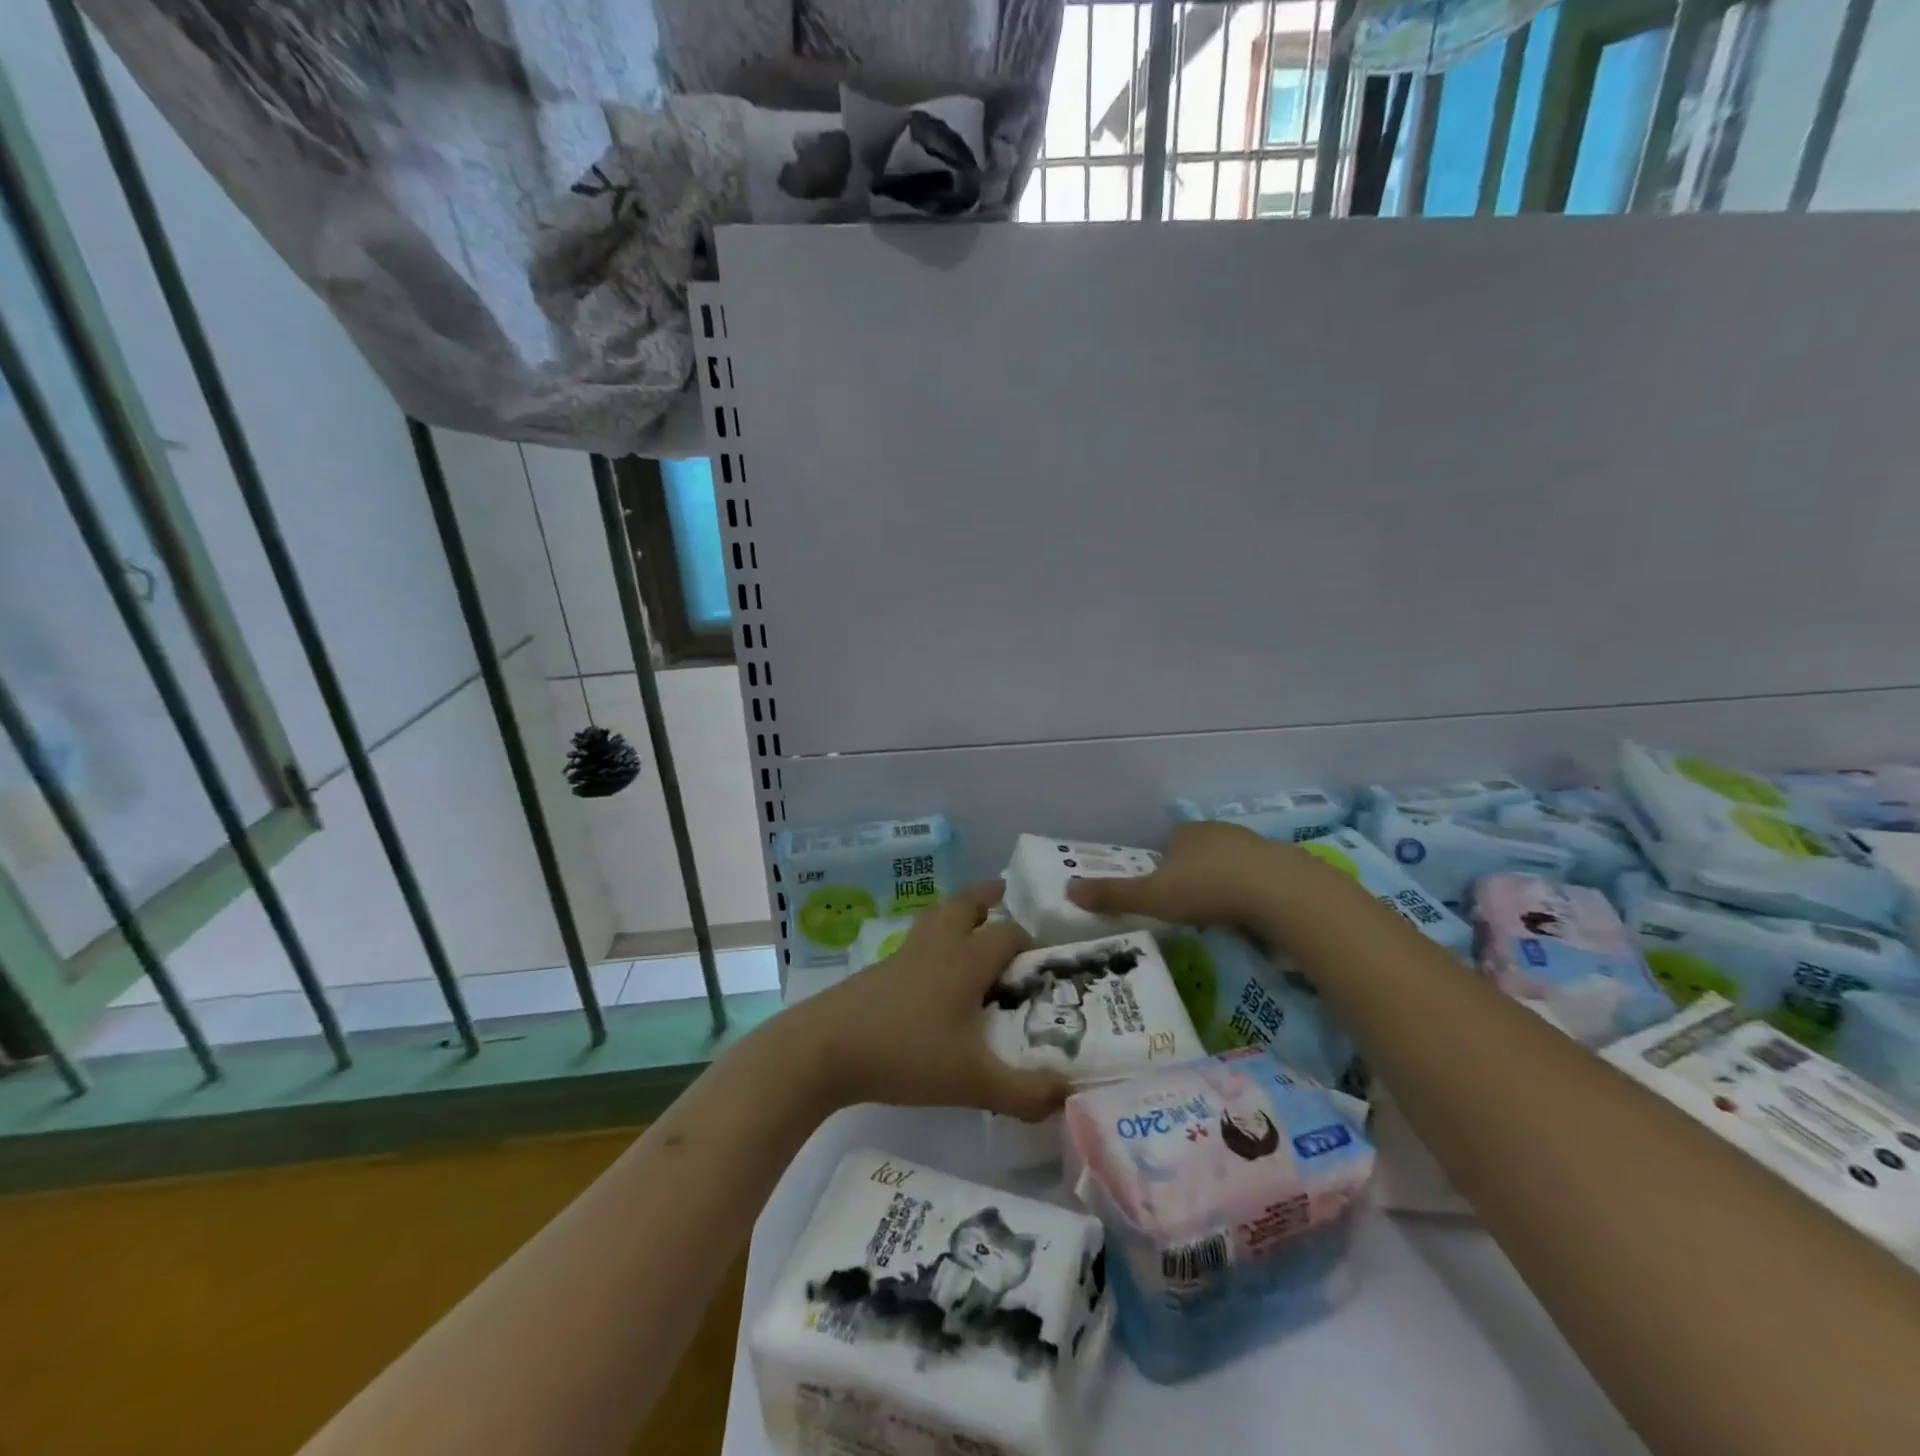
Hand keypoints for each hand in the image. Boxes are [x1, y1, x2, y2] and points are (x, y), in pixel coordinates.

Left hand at [791, 881, 1070, 1122]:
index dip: (1028, 941)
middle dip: (986, 897)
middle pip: (964, 904)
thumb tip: (1069, 1095)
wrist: (825, 1049)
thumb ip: (1024, 1093)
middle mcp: (936, 948)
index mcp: (965, 962)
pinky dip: (931, 941)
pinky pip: (915, 943)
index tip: (1043, 959)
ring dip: (955, 912)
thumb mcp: (973, 1082)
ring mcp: (903, 956)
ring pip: (935, 918)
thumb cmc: (906, 1055)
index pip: (1007, 934)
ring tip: (969, 922)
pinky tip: (930, 973)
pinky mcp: (878, 972)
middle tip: (1002, 895)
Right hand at [1066, 820, 1291, 928]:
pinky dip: (1255, 895)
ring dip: (1226, 886)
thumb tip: (1067, 890)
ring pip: (1232, 866)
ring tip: (1223, 918)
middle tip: (1191, 911)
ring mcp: (1256, 845)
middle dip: (1194, 877)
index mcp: (1186, 833)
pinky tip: (1255, 918)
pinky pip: (1262, 880)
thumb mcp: (1152, 897)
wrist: (1281, 893)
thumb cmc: (1208, 889)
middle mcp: (1219, 831)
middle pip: (1200, 853)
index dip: (1162, 869)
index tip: (1164, 896)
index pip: (1168, 845)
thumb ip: (1113, 895)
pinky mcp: (1286, 865)